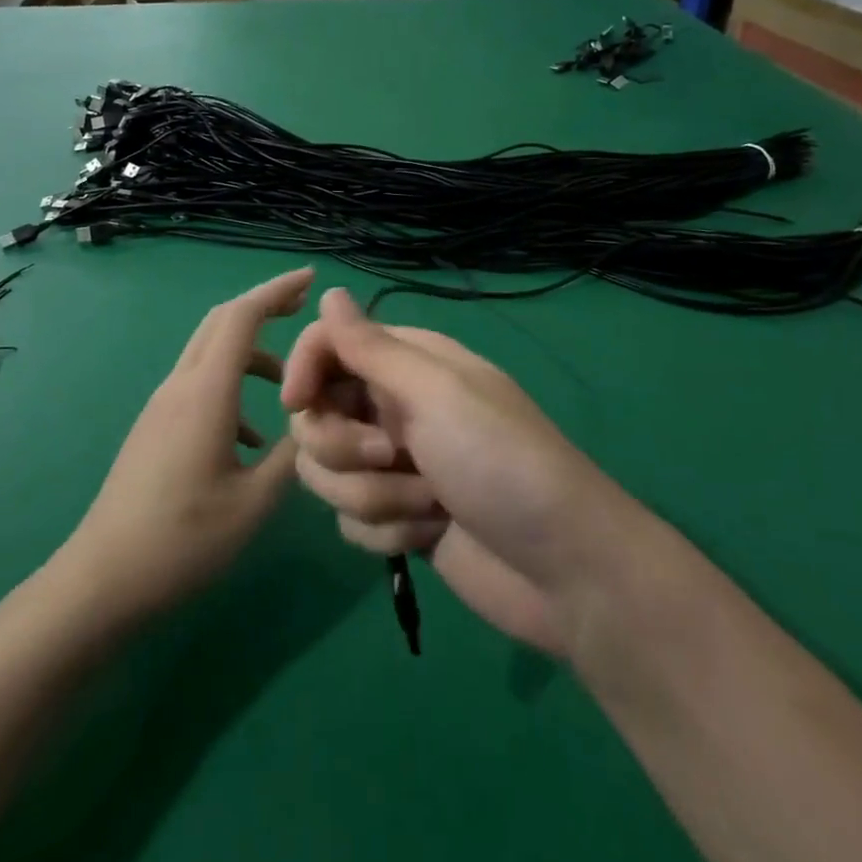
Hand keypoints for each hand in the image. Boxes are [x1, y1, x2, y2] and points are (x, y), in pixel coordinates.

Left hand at [58, 269, 309, 629]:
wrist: (103, 579)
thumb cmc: (182, 541)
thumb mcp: (253, 504)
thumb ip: (290, 458)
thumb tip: (316, 427)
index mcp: (205, 393)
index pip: (242, 317)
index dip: (277, 291)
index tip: (311, 278)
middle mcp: (180, 386)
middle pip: (221, 322)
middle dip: (264, 307)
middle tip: (304, 310)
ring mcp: (163, 405)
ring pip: (210, 353)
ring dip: (251, 355)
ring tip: (290, 390)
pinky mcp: (155, 426)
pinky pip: (199, 385)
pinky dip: (231, 387)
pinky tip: (252, 438)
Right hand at [281, 288, 622, 655]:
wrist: (564, 571)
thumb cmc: (500, 462)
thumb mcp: (436, 393)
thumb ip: (372, 347)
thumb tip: (328, 290)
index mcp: (406, 364)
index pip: (327, 345)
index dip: (303, 368)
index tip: (297, 403)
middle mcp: (393, 407)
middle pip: (316, 415)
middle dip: (344, 446)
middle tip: (389, 455)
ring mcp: (394, 466)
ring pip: (328, 473)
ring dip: (374, 496)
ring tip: (428, 505)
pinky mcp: (397, 518)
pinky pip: (350, 520)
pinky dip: (388, 532)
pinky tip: (431, 536)